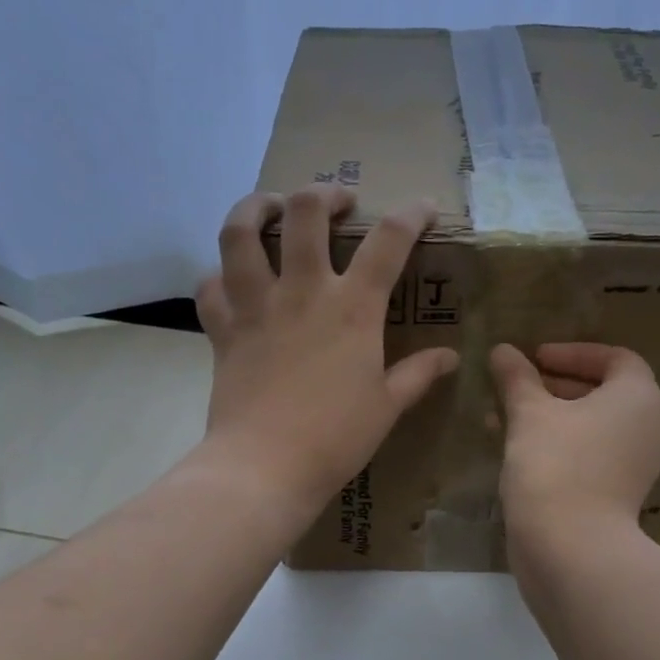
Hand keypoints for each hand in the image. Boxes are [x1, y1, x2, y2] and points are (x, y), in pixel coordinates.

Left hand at [196, 187, 458, 516]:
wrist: (265, 465)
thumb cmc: (335, 438)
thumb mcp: (387, 406)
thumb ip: (418, 374)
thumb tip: (450, 357)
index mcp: (352, 307)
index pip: (389, 241)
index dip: (412, 214)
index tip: (423, 207)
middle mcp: (302, 291)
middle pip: (305, 212)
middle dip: (324, 194)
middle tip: (337, 203)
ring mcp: (256, 306)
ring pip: (241, 233)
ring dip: (255, 207)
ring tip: (270, 207)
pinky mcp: (222, 329)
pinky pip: (210, 286)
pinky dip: (218, 276)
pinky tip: (230, 279)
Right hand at [490, 342, 659, 542]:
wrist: (571, 546)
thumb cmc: (555, 463)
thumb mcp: (529, 413)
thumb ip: (517, 378)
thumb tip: (502, 350)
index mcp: (639, 397)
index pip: (615, 358)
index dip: (573, 352)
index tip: (535, 358)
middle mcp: (649, 426)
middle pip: (604, 391)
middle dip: (556, 384)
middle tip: (517, 385)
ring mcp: (637, 464)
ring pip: (593, 425)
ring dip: (552, 415)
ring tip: (507, 416)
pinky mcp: (619, 492)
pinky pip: (590, 453)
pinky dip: (560, 443)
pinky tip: (518, 448)